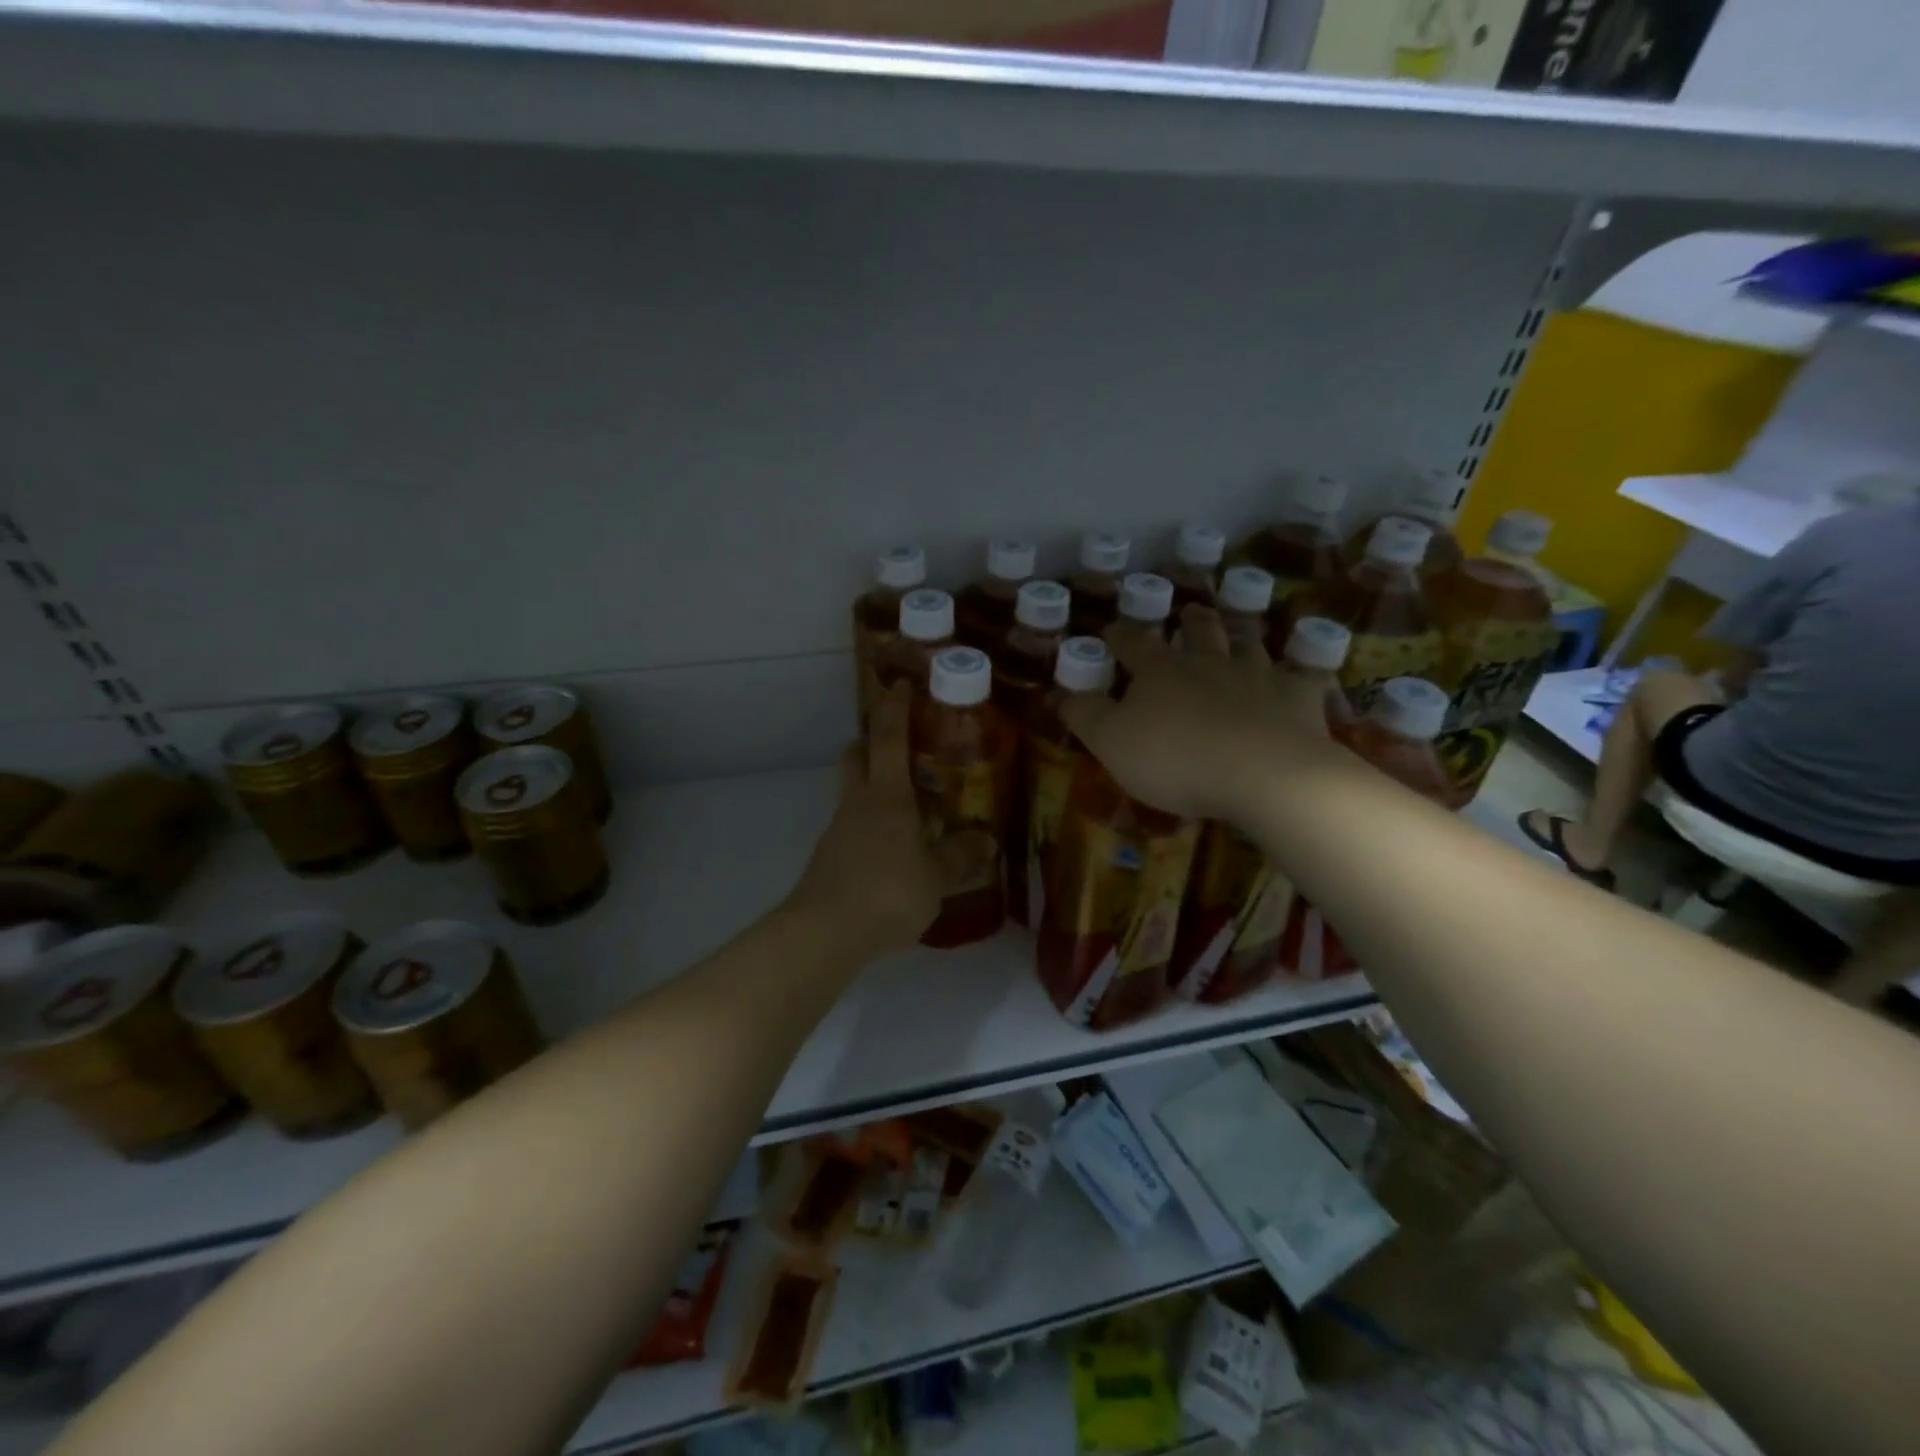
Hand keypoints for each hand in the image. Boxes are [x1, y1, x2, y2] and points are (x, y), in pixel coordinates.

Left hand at [788, 684, 941, 955]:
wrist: (824, 933)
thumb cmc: (886, 892)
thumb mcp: (936, 877)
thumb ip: (959, 856)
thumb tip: (986, 841)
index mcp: (886, 795)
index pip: (888, 737)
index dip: (895, 707)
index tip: (901, 684)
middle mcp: (857, 803)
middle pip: (856, 756)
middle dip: (872, 743)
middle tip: (902, 749)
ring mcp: (838, 830)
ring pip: (852, 793)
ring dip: (873, 788)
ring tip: (909, 809)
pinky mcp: (829, 859)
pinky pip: (852, 828)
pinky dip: (870, 827)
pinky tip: (892, 852)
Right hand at [1060, 605, 1334, 820]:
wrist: (1263, 774)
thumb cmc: (1175, 758)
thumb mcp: (1111, 742)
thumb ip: (1084, 716)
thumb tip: (1058, 693)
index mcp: (1159, 670)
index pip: (1131, 642)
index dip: (1118, 635)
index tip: (1110, 632)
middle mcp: (1209, 661)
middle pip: (1198, 630)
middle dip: (1189, 620)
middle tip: (1188, 612)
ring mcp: (1258, 675)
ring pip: (1248, 644)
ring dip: (1239, 635)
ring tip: (1237, 631)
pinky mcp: (1298, 698)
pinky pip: (1302, 678)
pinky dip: (1298, 674)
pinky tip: (1300, 677)